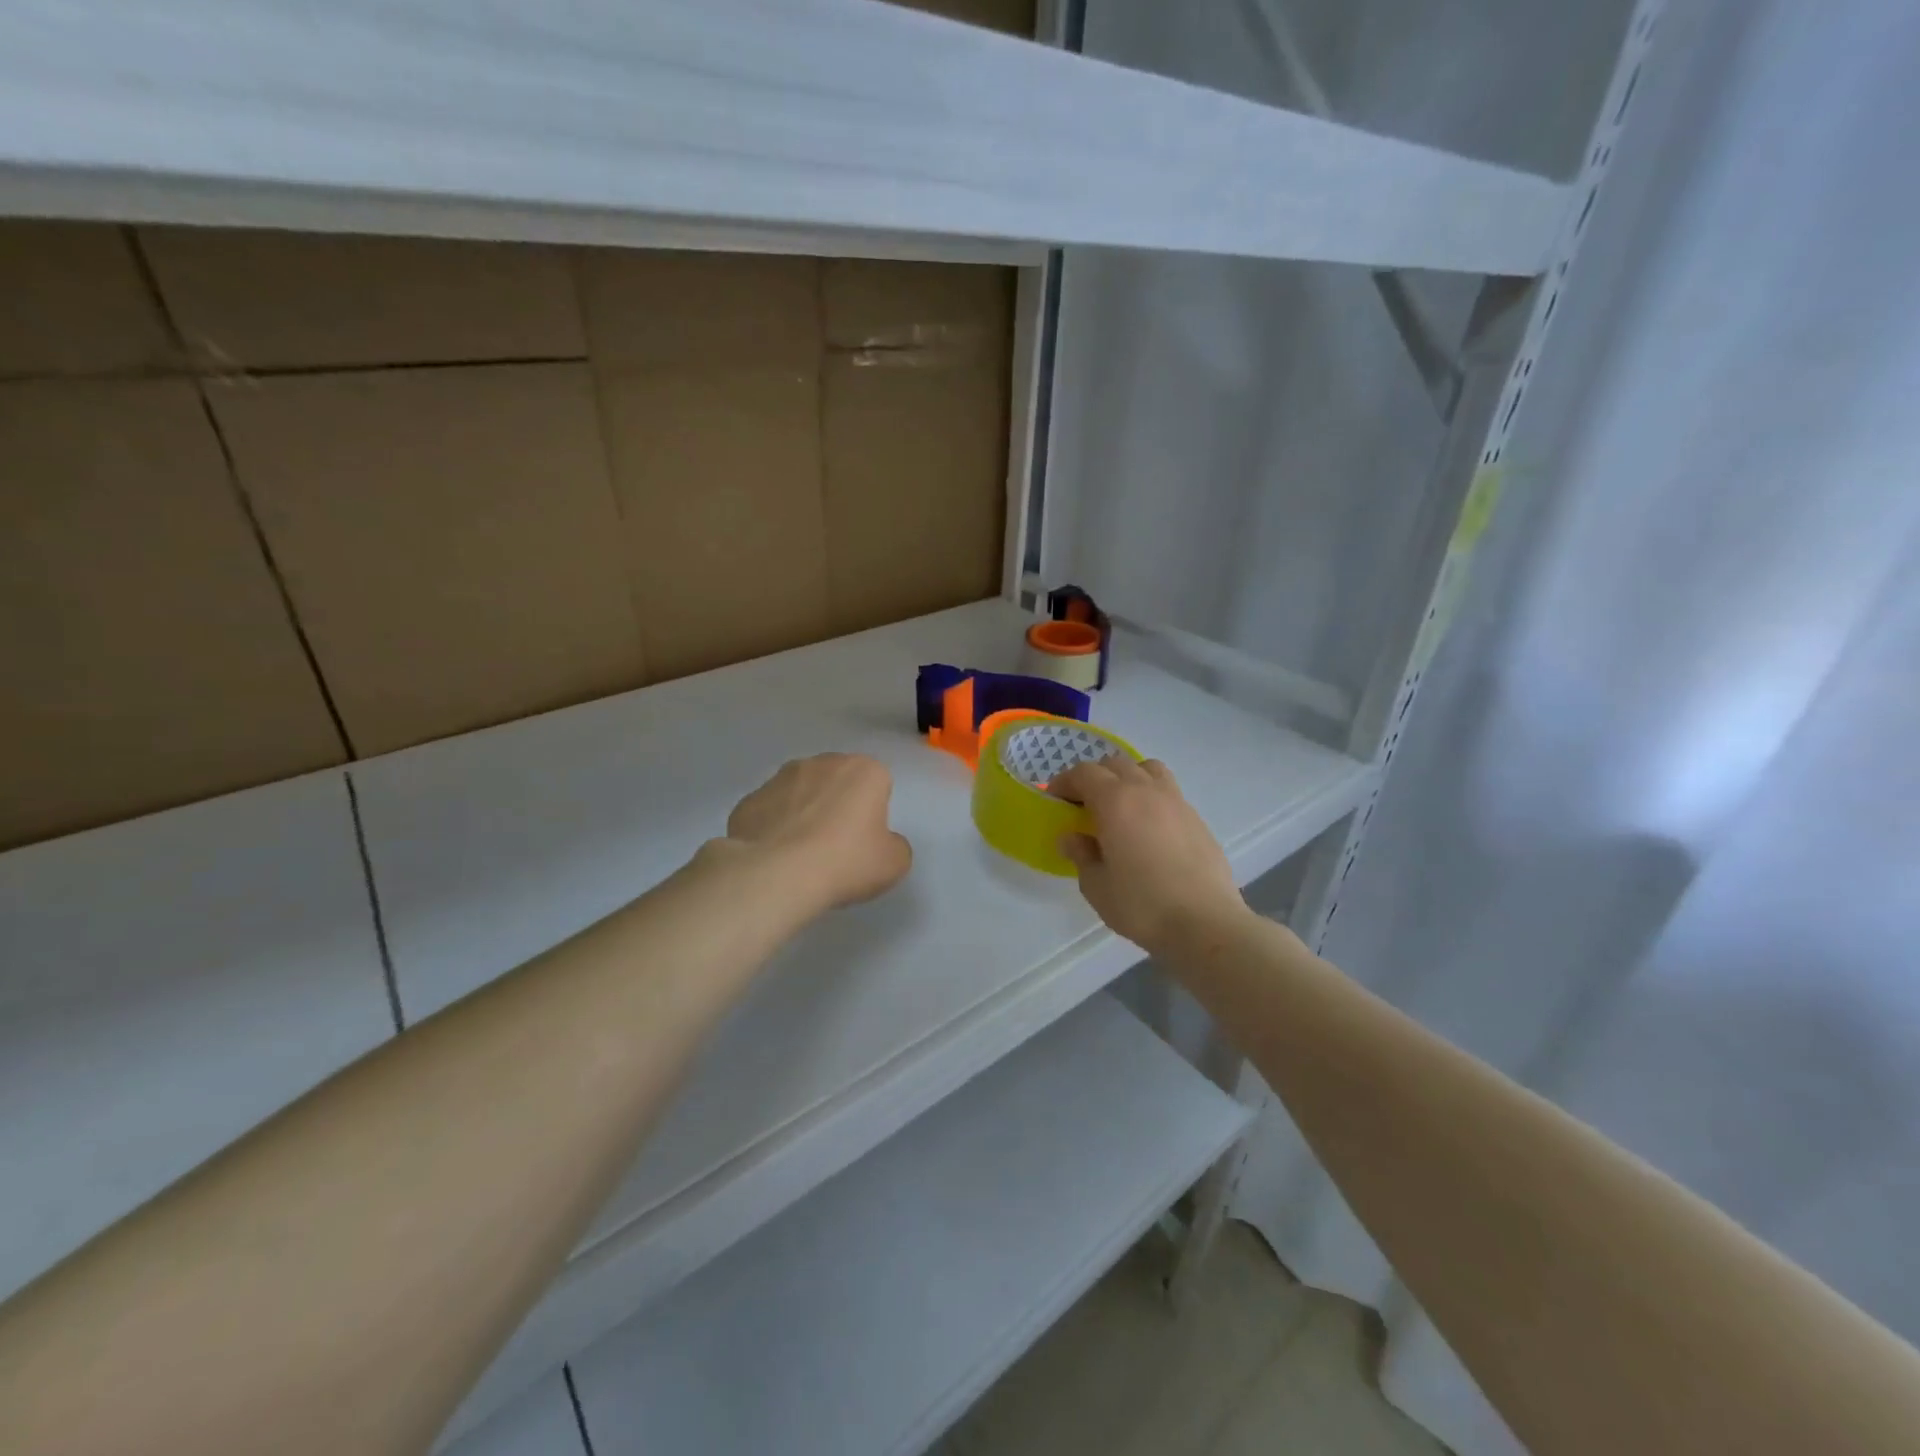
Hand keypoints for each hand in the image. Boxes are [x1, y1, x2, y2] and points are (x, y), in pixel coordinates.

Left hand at [723, 753, 912, 912]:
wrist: (776, 874)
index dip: (874, 813)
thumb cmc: (845, 861)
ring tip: (802, 855)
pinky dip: (774, 828)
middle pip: (837, 782)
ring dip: (804, 813)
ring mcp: (780, 778)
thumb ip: (895, 845)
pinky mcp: (749, 799)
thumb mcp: (894, 863)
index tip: (866, 841)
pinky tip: (775, 858)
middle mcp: (822, 763)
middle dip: (838, 805)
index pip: (878, 784)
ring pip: (801, 793)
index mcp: (864, 770)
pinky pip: (770, 812)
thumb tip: (881, 843)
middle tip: (837, 847)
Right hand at [1048, 756, 1246, 954]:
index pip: (1084, 773)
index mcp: (1115, 801)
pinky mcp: (1197, 818)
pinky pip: (1168, 791)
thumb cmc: (1141, 905)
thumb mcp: (1096, 885)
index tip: (1055, 800)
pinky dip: (1151, 797)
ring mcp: (1176, 801)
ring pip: (1147, 769)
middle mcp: (1146, 790)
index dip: (1065, 782)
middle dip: (1094, 778)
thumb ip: (1081, 854)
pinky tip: (1148, 829)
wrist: (1205, 923)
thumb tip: (1072, 837)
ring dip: (1128, 778)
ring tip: (1121, 806)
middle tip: (1083, 805)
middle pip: (1115, 764)